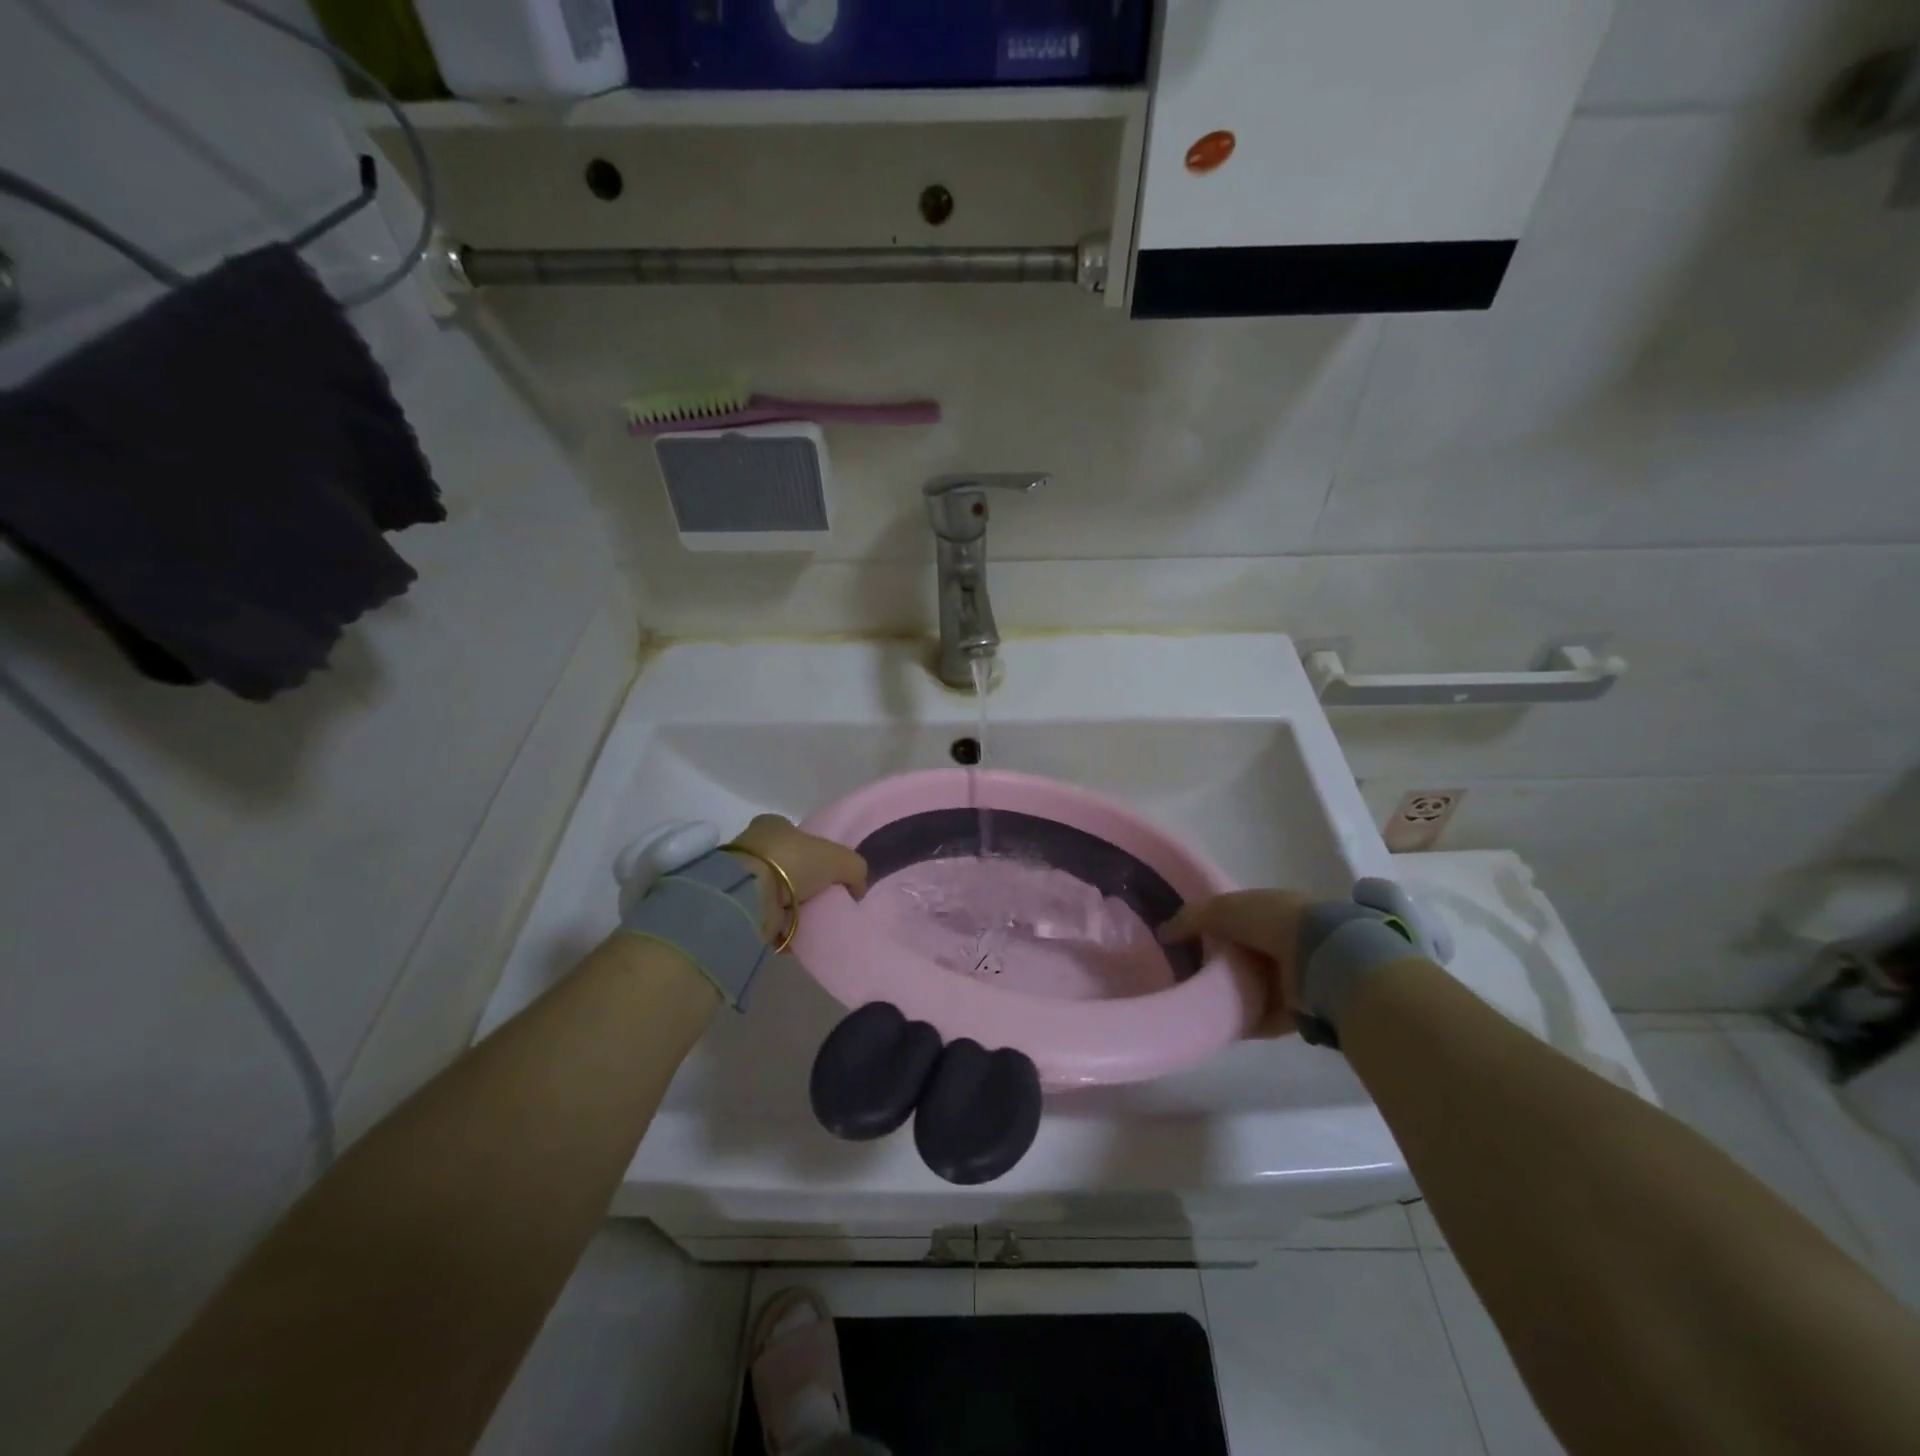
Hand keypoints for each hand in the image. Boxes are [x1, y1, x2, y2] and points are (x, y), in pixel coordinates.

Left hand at [726, 814, 868, 940]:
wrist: (749, 895)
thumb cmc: (793, 862)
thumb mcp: (838, 858)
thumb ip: (855, 868)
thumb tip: (857, 888)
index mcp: (772, 825)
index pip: (796, 836)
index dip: (813, 852)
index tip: (827, 874)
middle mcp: (752, 845)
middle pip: (784, 864)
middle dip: (800, 882)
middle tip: (820, 900)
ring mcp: (739, 875)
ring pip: (772, 890)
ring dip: (788, 906)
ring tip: (808, 921)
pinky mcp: (733, 903)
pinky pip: (763, 914)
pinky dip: (776, 924)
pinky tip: (793, 933)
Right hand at [1159, 890, 1311, 1037]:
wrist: (1322, 958)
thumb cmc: (1272, 921)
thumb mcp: (1223, 908)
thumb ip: (1191, 918)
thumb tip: (1163, 932)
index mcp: (1270, 911)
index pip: (1234, 919)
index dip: (1209, 927)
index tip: (1181, 940)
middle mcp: (1282, 942)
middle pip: (1241, 956)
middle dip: (1216, 964)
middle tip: (1182, 973)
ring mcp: (1292, 978)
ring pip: (1250, 987)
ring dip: (1228, 994)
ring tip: (1193, 1001)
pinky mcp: (1296, 1011)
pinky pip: (1260, 1018)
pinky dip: (1240, 1021)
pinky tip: (1214, 1024)